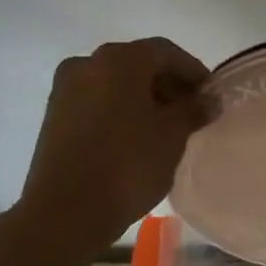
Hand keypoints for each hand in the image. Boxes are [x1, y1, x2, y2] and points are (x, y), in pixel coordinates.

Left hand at [18, 38, 211, 249]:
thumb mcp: (172, 137)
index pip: (166, 52)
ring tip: (166, 128)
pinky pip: (97, 101)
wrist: (64, 212)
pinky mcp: (54, 114)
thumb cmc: (127, 166)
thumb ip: (193, 110)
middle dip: (168, 85)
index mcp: (119, 60)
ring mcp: (66, 88)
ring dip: (143, 98)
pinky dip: (120, 109)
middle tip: (191, 112)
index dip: (193, 71)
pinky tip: (136, 136)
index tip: (210, 96)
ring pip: (115, 83)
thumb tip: (209, 100)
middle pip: (138, 64)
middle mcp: (88, 63)